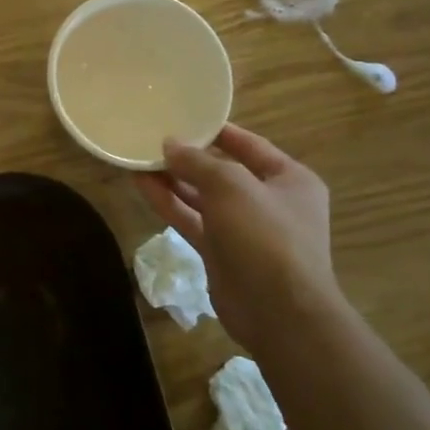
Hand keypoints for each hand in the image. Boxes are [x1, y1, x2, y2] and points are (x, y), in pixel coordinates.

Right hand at [134, 123, 341, 351]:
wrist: (279, 313)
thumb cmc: (266, 236)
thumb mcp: (231, 186)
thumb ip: (198, 162)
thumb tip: (169, 144)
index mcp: (290, 180)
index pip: (250, 145)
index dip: (216, 131)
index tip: (183, 117)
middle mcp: (269, 202)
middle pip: (222, 172)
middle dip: (189, 158)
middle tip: (153, 140)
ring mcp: (244, 230)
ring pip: (203, 197)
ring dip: (173, 180)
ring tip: (139, 159)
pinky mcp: (222, 253)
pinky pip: (192, 220)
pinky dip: (169, 204)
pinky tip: (142, 186)